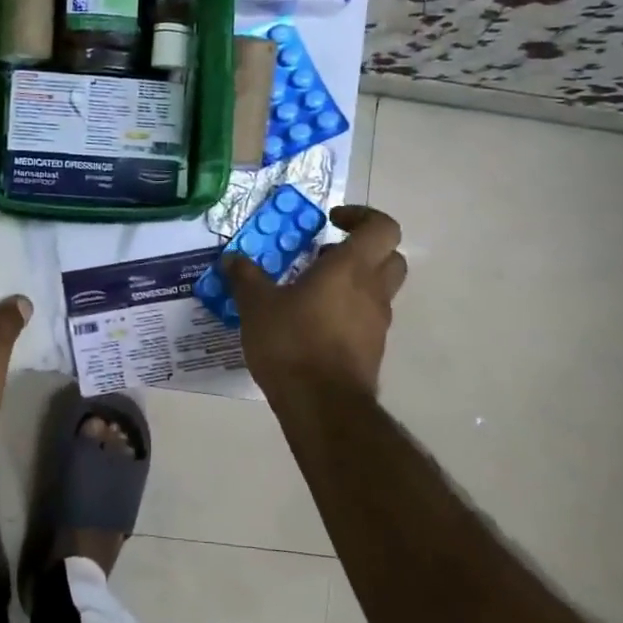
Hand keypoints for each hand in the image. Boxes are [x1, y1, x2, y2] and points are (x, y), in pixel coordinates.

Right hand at [222, 205, 406, 396]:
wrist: (322, 406)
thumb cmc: (292, 343)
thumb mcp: (256, 305)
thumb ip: (245, 277)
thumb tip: (232, 259)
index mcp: (350, 268)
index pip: (382, 227)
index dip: (362, 216)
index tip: (331, 222)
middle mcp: (372, 291)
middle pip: (390, 256)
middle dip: (363, 249)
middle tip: (326, 255)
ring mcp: (377, 324)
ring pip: (379, 290)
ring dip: (354, 283)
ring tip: (310, 292)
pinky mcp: (372, 351)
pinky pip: (366, 319)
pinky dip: (347, 313)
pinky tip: (312, 325)